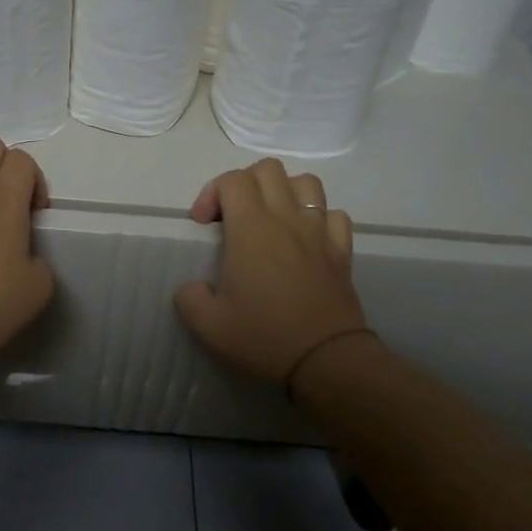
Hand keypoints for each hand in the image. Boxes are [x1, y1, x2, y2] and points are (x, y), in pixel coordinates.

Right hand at [174, 160, 368, 382]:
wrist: (327, 361)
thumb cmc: (264, 337)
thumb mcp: (208, 326)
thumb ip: (189, 297)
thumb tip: (193, 287)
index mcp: (251, 228)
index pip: (232, 179)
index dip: (211, 193)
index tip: (202, 224)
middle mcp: (286, 219)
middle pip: (268, 169)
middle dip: (244, 183)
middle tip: (232, 216)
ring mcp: (319, 232)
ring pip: (306, 182)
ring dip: (284, 191)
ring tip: (270, 218)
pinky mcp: (342, 251)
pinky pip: (334, 214)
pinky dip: (318, 217)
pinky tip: (306, 239)